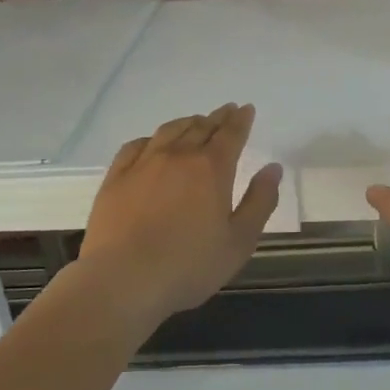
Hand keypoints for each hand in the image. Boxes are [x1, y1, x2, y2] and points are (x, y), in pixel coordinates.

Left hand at [78, 103, 281, 327]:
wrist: (123, 280)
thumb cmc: (189, 266)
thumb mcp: (239, 242)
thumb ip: (260, 201)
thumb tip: (273, 168)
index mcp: (212, 169)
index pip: (231, 134)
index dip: (240, 120)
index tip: (245, 109)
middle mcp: (178, 156)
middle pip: (201, 127)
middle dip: (217, 118)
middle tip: (226, 112)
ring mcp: (143, 164)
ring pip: (169, 131)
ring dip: (187, 123)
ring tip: (195, 122)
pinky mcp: (116, 177)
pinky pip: (136, 145)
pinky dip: (152, 138)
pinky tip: (153, 143)